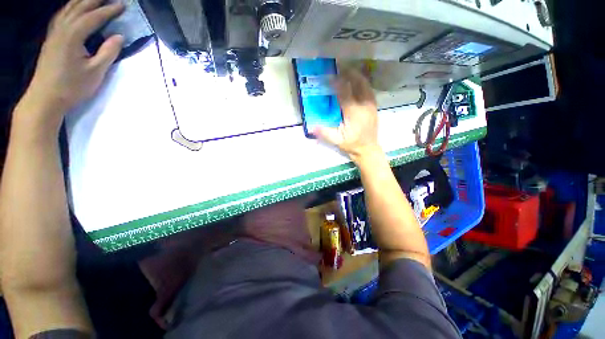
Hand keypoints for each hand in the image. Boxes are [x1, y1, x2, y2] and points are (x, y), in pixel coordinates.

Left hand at [20, 0, 124, 128]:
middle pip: (79, 7)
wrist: (45, 98)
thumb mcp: (95, 72)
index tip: (122, 5)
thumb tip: (119, 36)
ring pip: (69, 9)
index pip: (94, 17)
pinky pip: (61, 16)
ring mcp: (54, 33)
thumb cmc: (72, 87)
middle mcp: (62, 29)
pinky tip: (75, 8)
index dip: (109, 10)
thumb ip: (108, 52)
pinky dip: (70, 8)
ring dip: (82, 1)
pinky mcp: (51, 39)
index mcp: (73, 35)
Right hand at [312, 69, 381, 162]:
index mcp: (354, 112)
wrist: (368, 148)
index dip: (336, 82)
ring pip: (365, 83)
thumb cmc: (352, 144)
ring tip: (346, 71)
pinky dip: (361, 82)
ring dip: (355, 75)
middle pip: (358, 82)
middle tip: (338, 68)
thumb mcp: (337, 141)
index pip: (344, 92)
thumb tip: (311, 127)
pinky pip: (368, 89)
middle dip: (348, 73)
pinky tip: (355, 82)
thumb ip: (325, 133)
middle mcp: (364, 105)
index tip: (327, 76)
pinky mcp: (374, 105)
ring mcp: (371, 104)